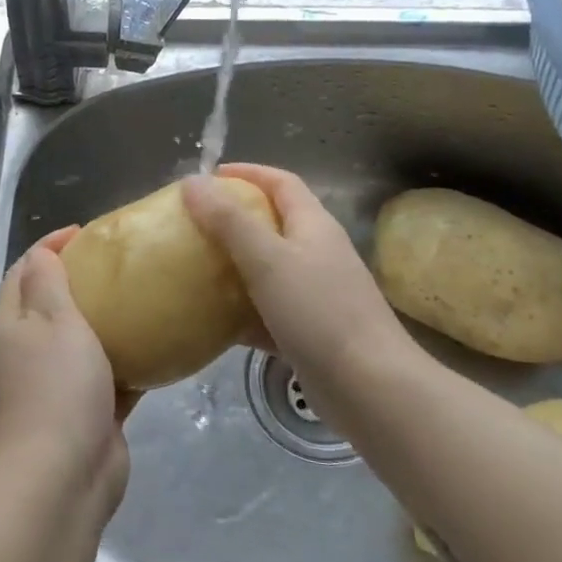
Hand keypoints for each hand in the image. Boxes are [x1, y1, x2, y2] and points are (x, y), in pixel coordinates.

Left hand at [0, 228, 131, 514]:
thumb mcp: (53, 321)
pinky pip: (109, 377)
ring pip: (82, 342)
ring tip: (144, 296)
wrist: (63, 477)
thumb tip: (42, 252)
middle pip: (51, 305)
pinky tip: (160, 347)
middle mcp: (27, 353)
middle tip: (121, 263)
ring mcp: (56, 386)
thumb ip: (48, 283)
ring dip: (108, 321)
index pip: (23, 271)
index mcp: (11, 326)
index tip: (86, 232)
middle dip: (82, 281)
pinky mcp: (87, 414)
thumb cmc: (56, 388)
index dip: (50, 247)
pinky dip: (128, 361)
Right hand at [183, 164, 412, 398]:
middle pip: (274, 223)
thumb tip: (192, 182)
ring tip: (195, 268)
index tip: (208, 178)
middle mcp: (318, 254)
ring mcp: (317, 295)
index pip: (282, 183)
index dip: (248, 173)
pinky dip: (242, 311)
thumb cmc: (319, 313)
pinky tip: (213, 322)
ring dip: (235, 266)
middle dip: (234, 219)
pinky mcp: (310, 332)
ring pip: (269, 269)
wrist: (370, 388)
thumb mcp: (267, 260)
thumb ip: (229, 221)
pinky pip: (268, 311)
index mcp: (314, 226)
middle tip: (193, 225)